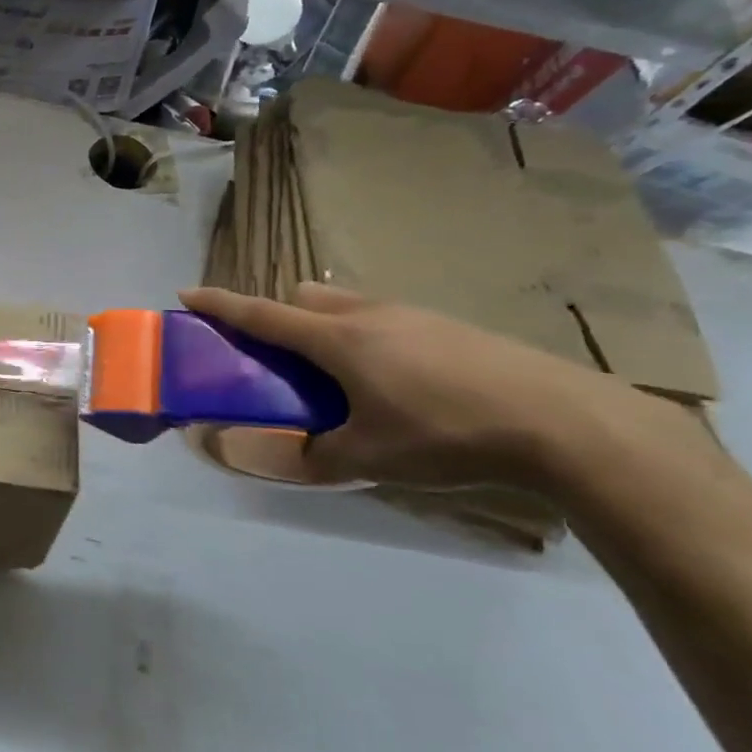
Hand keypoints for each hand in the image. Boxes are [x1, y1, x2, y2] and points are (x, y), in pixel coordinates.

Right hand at [178, 281, 672, 490]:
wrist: (563, 422)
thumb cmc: (446, 434)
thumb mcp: (367, 458)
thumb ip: (311, 457)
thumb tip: (278, 454)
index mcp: (337, 339)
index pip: (262, 314)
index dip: (221, 304)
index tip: (187, 293)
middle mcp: (369, 314)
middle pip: (305, 298)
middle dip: (281, 317)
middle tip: (284, 362)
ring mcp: (414, 315)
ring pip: (348, 306)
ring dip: (327, 328)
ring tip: (343, 380)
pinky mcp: (450, 326)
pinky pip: (386, 320)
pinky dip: (369, 339)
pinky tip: (401, 385)